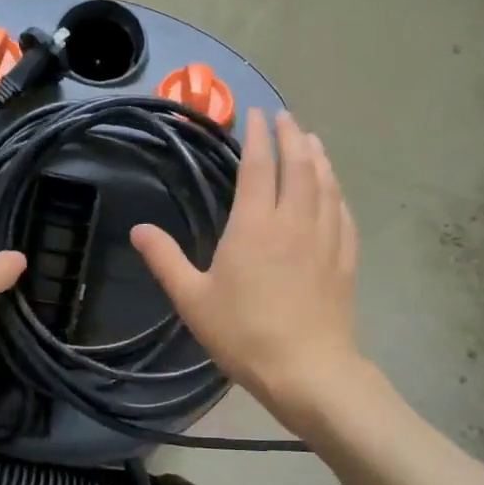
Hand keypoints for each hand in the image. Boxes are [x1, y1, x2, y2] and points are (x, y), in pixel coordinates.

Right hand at [131, 109, 361, 427]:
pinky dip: (337, 192)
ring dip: (318, 158)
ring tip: (312, 141)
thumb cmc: (244, 334)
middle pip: (298, 166)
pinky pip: (343, 213)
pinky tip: (334, 191)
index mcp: (255, 225)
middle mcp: (294, 221)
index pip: (258, 166)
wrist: (308, 371)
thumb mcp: (192, 299)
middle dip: (291, 136)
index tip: (256, 113)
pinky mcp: (345, 260)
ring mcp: (326, 239)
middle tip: (285, 118)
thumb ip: (165, 260)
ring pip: (325, 185)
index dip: (257, 136)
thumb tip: (138, 229)